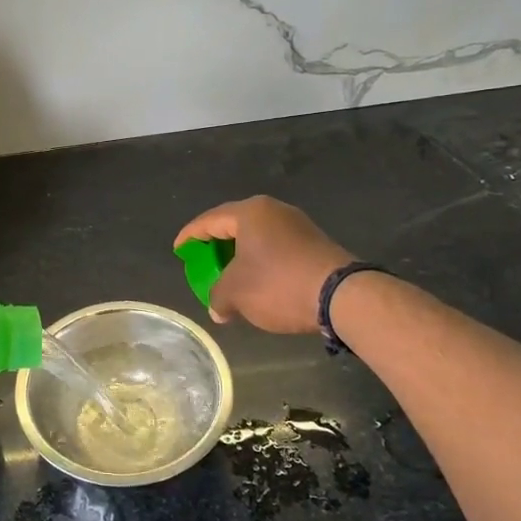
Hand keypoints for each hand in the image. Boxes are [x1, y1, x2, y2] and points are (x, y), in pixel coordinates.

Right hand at [174, 196, 350, 333]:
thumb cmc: (278, 284)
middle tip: (202, 261)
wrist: (342, 296)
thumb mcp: (236, 293)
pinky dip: (261, 262)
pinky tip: (258, 282)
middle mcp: (274, 211)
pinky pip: (276, 248)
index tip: (178, 250)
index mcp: (250, 212)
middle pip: (235, 225)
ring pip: (258, 238)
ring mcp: (298, 226)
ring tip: (229, 275)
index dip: (190, 236)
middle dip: (216, 245)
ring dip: (241, 257)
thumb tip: (218, 309)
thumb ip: (218, 297)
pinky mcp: (315, 244)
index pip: (209, 220)